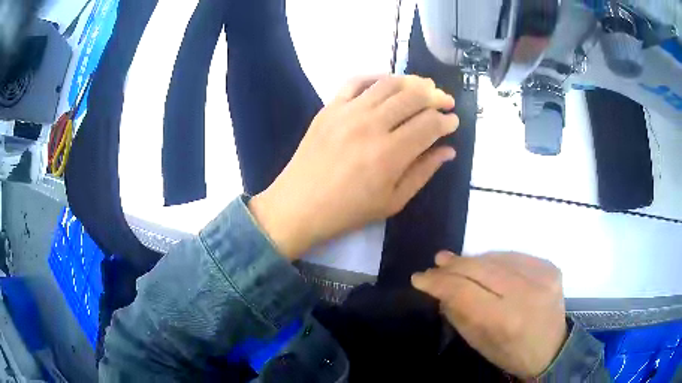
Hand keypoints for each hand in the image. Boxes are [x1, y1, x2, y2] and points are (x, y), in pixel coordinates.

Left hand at [249, 75, 458, 259]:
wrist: (300, 205)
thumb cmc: (348, 211)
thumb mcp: (393, 201)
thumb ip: (423, 172)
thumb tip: (448, 150)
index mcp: (391, 154)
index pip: (429, 124)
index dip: (447, 121)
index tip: (453, 121)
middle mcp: (372, 125)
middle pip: (413, 97)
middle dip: (436, 96)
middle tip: (445, 101)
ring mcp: (348, 112)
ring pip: (388, 83)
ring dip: (412, 81)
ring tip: (424, 87)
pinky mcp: (329, 107)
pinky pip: (356, 80)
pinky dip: (376, 76)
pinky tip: (388, 82)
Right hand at [411, 252, 567, 378]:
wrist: (552, 349)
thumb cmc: (511, 353)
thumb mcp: (479, 344)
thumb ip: (459, 314)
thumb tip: (441, 288)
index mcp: (506, 320)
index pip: (465, 292)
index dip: (439, 282)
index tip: (420, 278)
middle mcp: (527, 293)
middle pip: (481, 269)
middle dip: (454, 266)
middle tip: (436, 263)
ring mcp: (542, 276)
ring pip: (497, 258)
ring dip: (472, 260)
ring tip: (454, 262)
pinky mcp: (550, 267)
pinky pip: (514, 256)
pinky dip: (495, 259)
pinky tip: (484, 264)